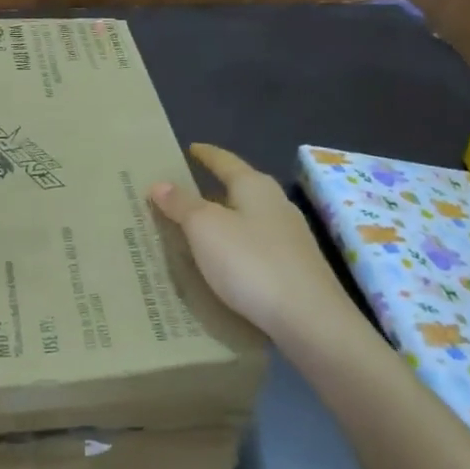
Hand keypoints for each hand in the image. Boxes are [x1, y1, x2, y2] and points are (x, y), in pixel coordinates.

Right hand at [150, 143, 353, 350]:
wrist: (309, 319)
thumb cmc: (251, 263)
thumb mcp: (205, 229)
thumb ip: (182, 204)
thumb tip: (160, 183)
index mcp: (255, 186)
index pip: (225, 161)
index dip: (206, 154)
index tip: (190, 148)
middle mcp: (277, 205)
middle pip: (239, 190)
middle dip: (212, 191)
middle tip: (182, 196)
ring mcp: (290, 238)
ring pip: (248, 220)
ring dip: (223, 222)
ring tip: (196, 232)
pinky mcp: (295, 268)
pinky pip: (255, 248)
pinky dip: (235, 248)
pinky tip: (224, 264)